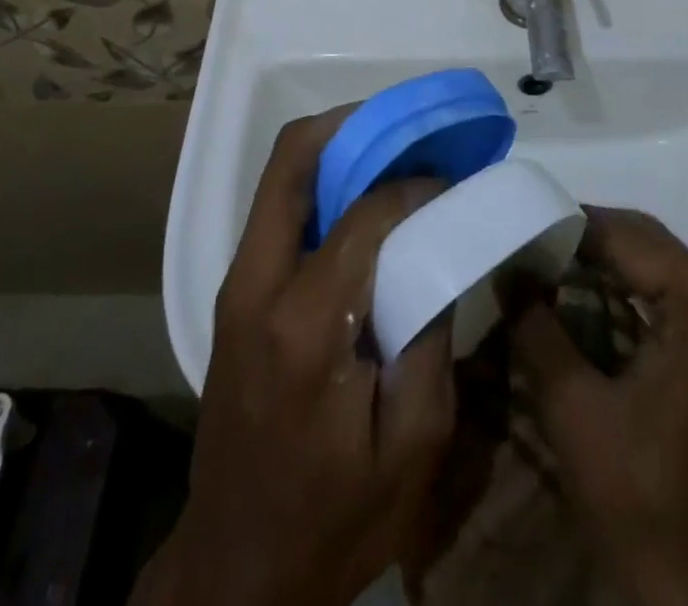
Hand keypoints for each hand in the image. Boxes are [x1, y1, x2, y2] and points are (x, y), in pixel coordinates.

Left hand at [135, 111, 455, 605]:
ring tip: (391, 152)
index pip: (366, 215)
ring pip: (280, 176)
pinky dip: (320, 183)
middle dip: (355, 126)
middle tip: (408, 128)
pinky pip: (278, 210)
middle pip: (293, 160)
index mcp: (307, 324)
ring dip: (336, 148)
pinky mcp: (235, 294)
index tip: (452, 180)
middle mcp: (259, 284)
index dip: (415, 186)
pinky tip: (364, 199)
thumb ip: (431, 335)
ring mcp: (237, 284)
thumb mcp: (413, 443)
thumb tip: (440, 248)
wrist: (238, 570)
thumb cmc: (335, 517)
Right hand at [509, 208, 687, 605]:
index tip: (513, 224)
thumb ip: (536, 330)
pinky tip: (578, 315)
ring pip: (656, 277)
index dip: (564, 225)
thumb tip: (505, 270)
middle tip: (521, 250)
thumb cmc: (650, 508)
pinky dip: (624, 307)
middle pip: (645, 248)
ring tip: (538, 276)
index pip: (625, 235)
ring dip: (600, 275)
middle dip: (580, 247)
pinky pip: (670, 310)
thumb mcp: (576, 413)